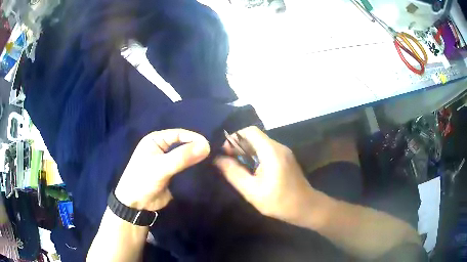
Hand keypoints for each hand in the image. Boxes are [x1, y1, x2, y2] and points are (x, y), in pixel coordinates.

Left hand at [115, 129, 209, 211]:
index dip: (193, 138)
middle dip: (196, 149)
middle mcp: (162, 149)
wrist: (136, 205)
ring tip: (212, 163)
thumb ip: (182, 157)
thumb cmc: (143, 180)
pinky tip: (206, 171)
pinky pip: (186, 169)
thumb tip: (206, 146)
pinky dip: (194, 170)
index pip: (178, 134)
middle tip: (213, 154)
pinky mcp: (173, 175)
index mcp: (156, 140)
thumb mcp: (161, 167)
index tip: (209, 146)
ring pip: (186, 157)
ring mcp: (168, 162)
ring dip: (196, 160)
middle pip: (183, 145)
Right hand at [215, 126, 314, 223]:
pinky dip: (255, 156)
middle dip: (238, 146)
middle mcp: (279, 147)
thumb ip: (234, 173)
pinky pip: (267, 151)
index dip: (234, 138)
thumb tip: (218, 159)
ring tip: (236, 166)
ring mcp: (284, 152)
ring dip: (246, 151)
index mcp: (271, 151)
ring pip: (260, 144)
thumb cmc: (279, 201)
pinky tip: (250, 170)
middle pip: (255, 136)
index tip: (225, 153)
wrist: (305, 207)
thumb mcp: (252, 190)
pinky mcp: (285, 159)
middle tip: (228, 161)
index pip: (250, 131)